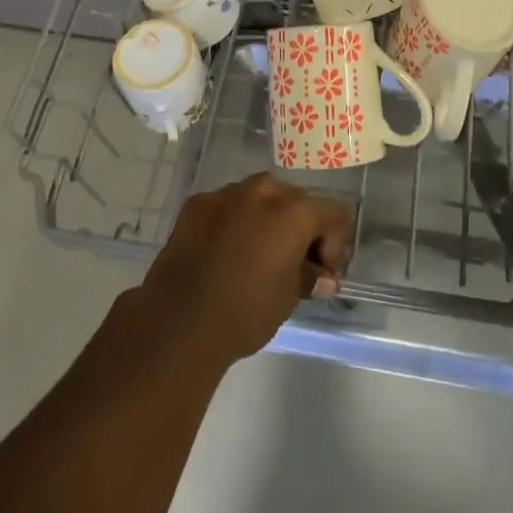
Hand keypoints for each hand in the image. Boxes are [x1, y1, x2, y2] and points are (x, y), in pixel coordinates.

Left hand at [134, 175, 351, 368]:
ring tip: (256, 257)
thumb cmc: (245, 312)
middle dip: (300, 229)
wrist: (178, 322)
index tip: (321, 273)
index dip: (334, 244)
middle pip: (296, 200)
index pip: (333, 214)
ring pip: (260, 199)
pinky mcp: (197, 203)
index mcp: (293, 210)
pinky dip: (235, 223)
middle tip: (292, 264)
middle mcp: (263, 190)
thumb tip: (322, 277)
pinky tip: (224, 254)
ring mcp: (226, 193)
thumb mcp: (289, 298)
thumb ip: (309, 277)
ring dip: (267, 221)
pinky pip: (228, 207)